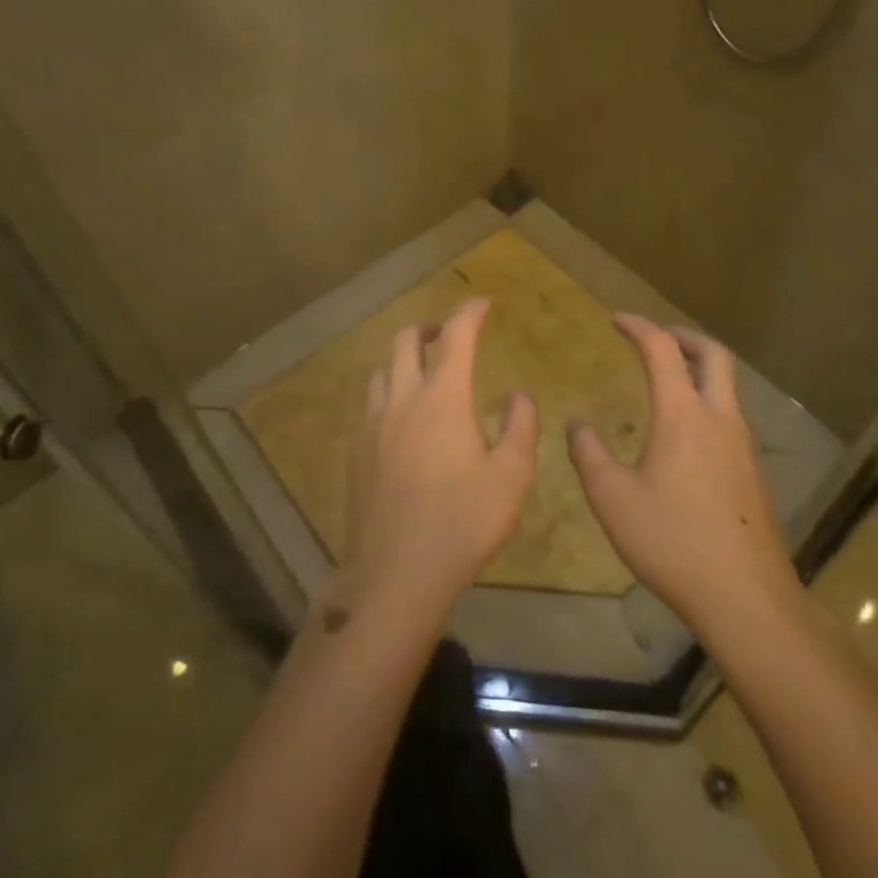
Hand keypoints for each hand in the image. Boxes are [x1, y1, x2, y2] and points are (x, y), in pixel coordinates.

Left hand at [342, 298, 537, 620]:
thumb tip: (518, 394)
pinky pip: (371, 404)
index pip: (456, 335)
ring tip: (426, 376)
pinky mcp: (357, 451)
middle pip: (405, 339)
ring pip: (383, 370)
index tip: (483, 303)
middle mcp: (402, 399)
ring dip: (405, 360)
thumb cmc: (463, 523)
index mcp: (442, 397)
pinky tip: (404, 422)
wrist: (395, 574)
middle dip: (430, 327)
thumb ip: (520, 426)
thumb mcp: (512, 477)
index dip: (470, 312)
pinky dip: (390, 393)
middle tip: (451, 336)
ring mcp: (373, 424)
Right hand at [569, 314, 800, 635]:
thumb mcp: (612, 499)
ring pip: (727, 386)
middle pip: (713, 354)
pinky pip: (730, 416)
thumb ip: (589, 454)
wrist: (747, 598)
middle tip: (655, 337)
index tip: (617, 320)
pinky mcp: (753, 472)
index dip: (639, 326)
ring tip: (668, 380)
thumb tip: (577, 423)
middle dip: (682, 336)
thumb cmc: (673, 542)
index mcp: (683, 415)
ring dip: (698, 368)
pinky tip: (686, 435)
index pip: (662, 349)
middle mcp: (719, 418)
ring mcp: (743, 446)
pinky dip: (707, 401)